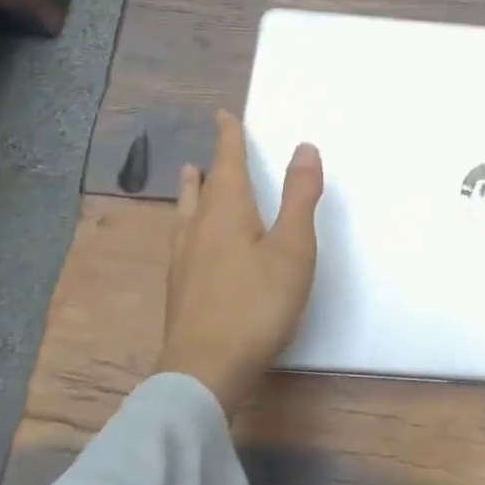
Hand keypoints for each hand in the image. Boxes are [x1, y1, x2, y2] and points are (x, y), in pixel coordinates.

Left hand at [157, 109, 323, 415]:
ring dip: (192, 192)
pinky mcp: (181, 289)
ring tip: (189, 180)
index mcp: (227, 212)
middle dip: (211, 165)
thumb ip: (299, 197)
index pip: (228, 164)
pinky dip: (189, 223)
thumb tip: (303, 147)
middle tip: (208, 151)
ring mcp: (185, 261)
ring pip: (187, 214)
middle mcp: (199, 229)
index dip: (228, 138)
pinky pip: (184, 239)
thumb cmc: (256, 303)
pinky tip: (190, 242)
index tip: (222, 115)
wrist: (205, 369)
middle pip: (203, 188)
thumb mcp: (292, 247)